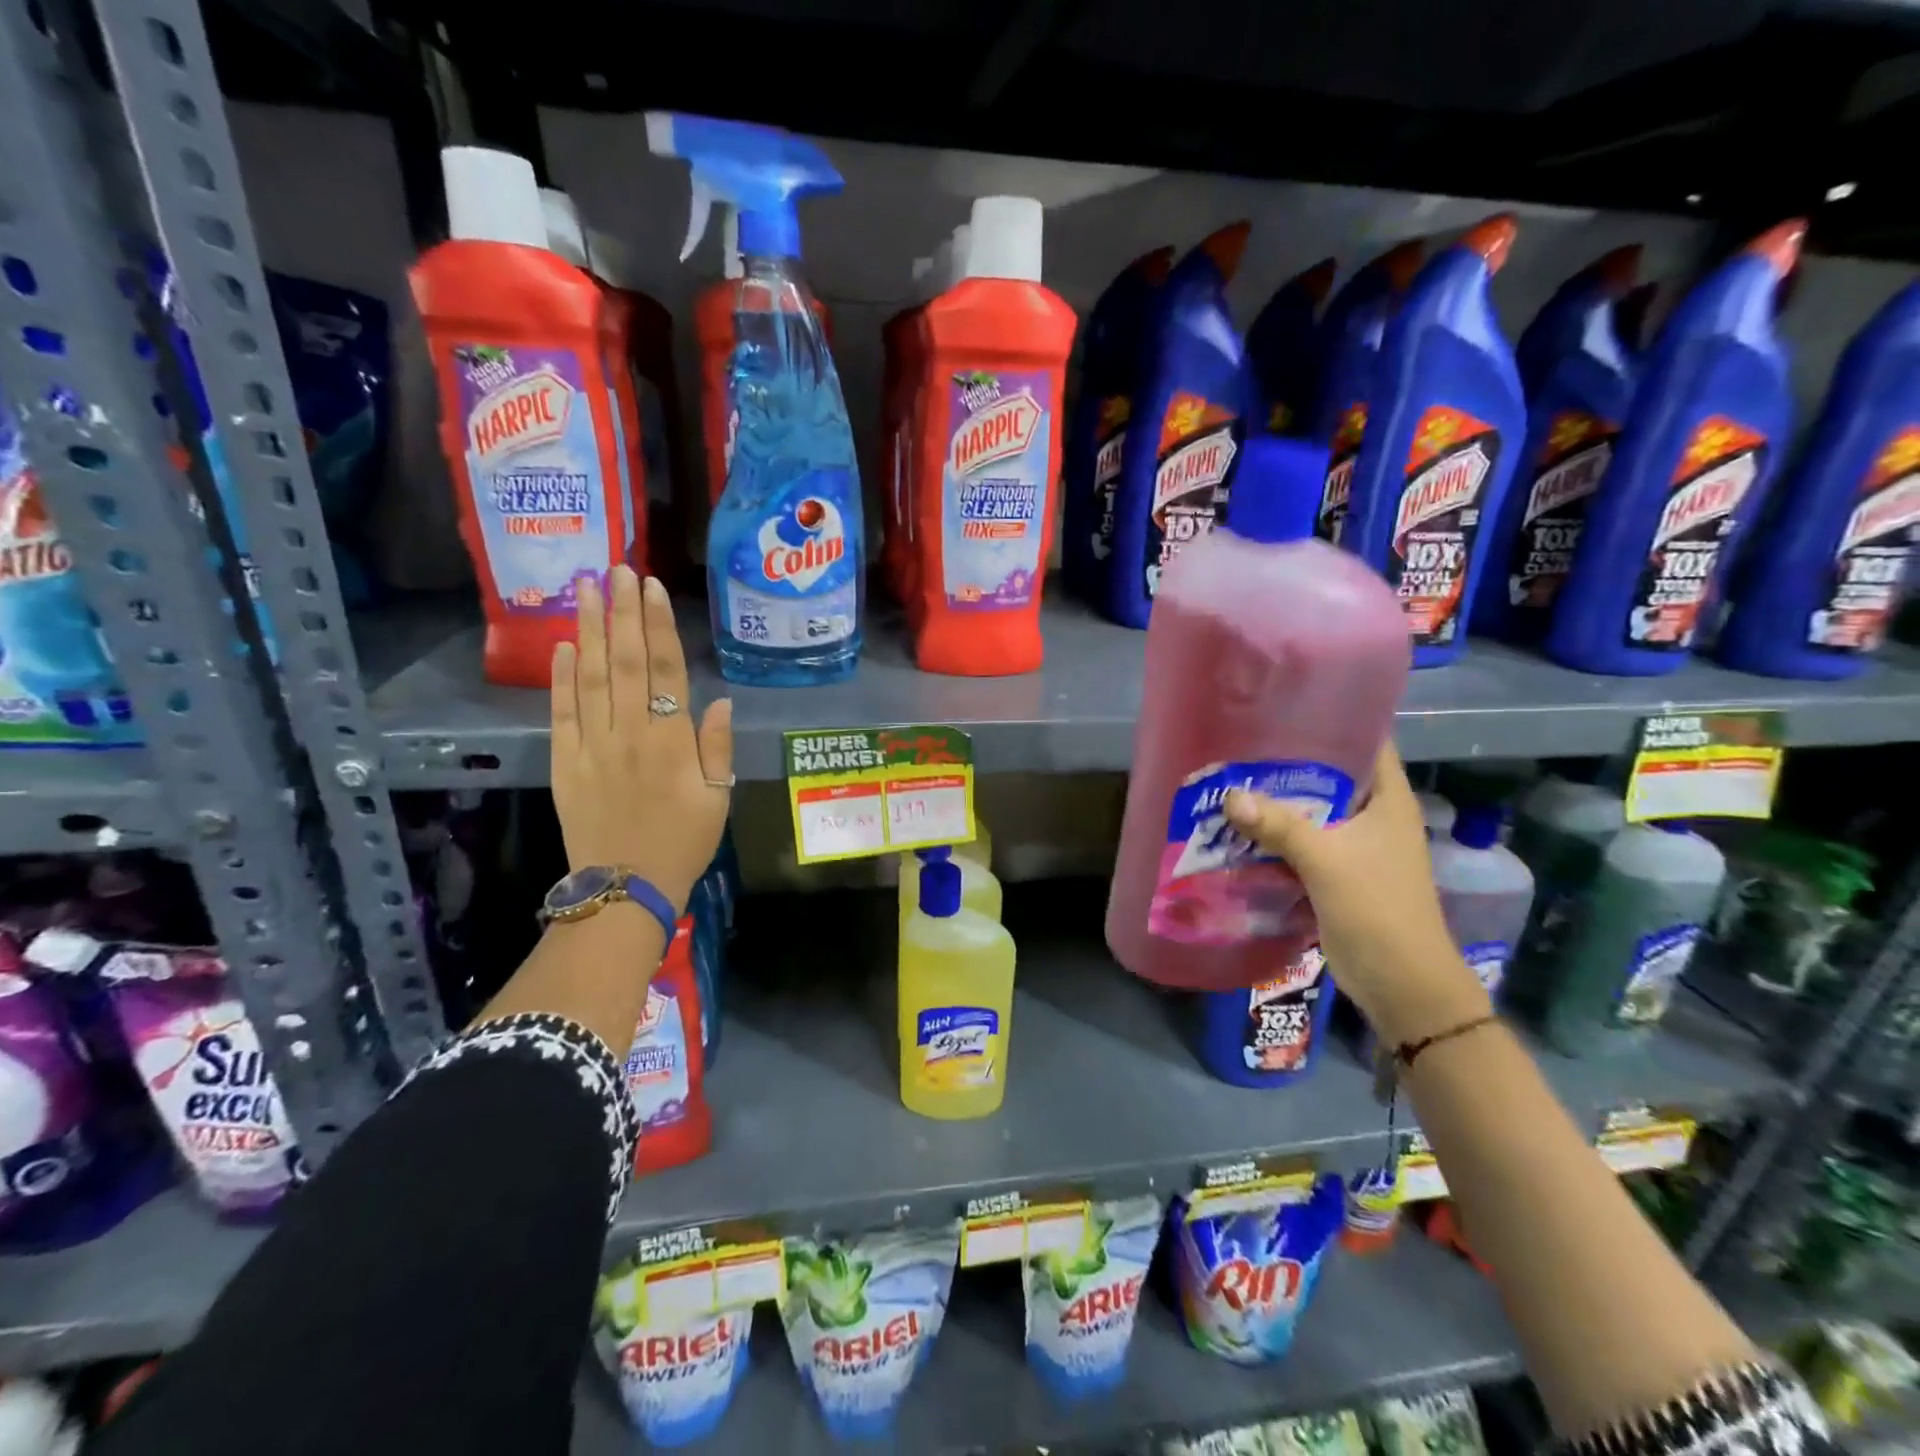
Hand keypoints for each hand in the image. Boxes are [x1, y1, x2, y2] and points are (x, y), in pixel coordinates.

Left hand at [550, 568, 732, 912]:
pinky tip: (562, 646)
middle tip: (613, 569)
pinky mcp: (566, 762)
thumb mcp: (718, 798)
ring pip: (590, 678)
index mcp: (672, 742)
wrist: (626, 888)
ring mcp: (593, 746)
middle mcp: (630, 734)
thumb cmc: (683, 842)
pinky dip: (560, 678)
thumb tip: (719, 701)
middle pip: (624, 662)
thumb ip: (717, 747)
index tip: (648, 587)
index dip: (656, 626)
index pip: (664, 670)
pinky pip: (561, 713)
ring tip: (584, 590)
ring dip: (587, 631)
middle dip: (619, 612)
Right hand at [1224, 743, 1487, 1047]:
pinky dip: (1277, 835)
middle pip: (1331, 775)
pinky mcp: (1339, 873)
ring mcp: (1358, 846)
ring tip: (1232, 780)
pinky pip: (1303, 842)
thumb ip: (1279, 825)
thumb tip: (1229, 795)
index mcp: (1389, 800)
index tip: (1286, 707)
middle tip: (1242, 744)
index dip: (1333, 718)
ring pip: (1313, 811)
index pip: (1368, 741)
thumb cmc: (1377, 910)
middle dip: (1289, 762)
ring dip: (1279, 802)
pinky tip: (1241, 828)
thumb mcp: (1326, 861)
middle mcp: (1375, 816)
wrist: (1402, 985)